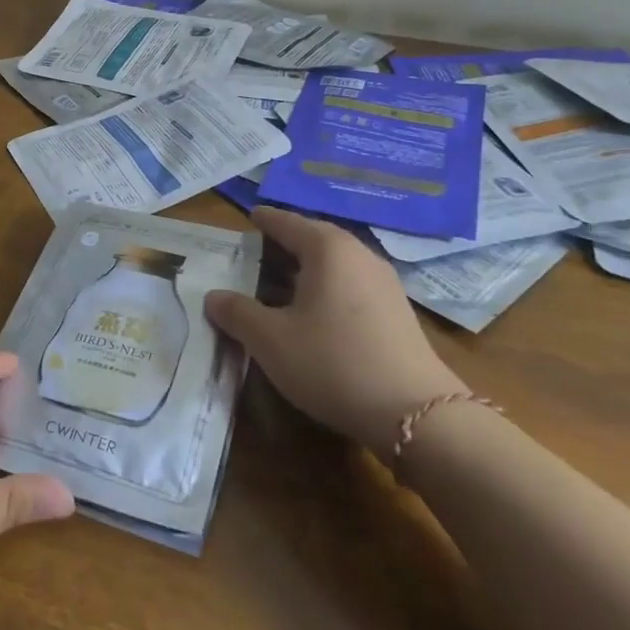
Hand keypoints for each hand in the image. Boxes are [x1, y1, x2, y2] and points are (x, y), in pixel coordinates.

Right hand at [205, 206, 467, 461]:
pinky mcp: (398, 312)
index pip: (288, 223)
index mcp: (327, 249)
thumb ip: (237, 313)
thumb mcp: (270, 340)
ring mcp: (384, 283)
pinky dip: (328, 287)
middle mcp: (359, 255)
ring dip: (309, 267)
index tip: (250, 216)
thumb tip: (213, 296)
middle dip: (287, 242)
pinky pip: (352, 284)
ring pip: (337, 263)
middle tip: (259, 250)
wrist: (416, 414)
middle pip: (316, 238)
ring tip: (282, 281)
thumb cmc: (333, 363)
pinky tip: (316, 311)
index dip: (266, 220)